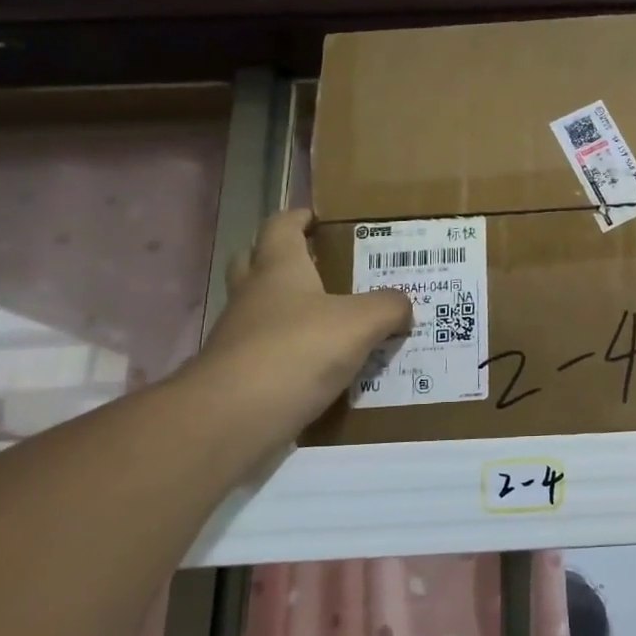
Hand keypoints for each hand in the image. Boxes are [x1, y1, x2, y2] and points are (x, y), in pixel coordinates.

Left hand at [186, 209, 410, 444]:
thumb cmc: (297, 351)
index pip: (281, 226)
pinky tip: (320, 364)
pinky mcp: (238, 373)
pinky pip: (266, 350)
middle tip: (321, 266)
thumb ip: (388, 307)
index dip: (299, 217)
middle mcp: (253, 295)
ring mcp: (239, 335)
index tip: (319, 218)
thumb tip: (403, 304)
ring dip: (288, 308)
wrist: (232, 417)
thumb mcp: (361, 323)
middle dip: (284, 259)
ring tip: (331, 319)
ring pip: (261, 308)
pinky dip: (289, 350)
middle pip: (257, 262)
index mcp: (279, 268)